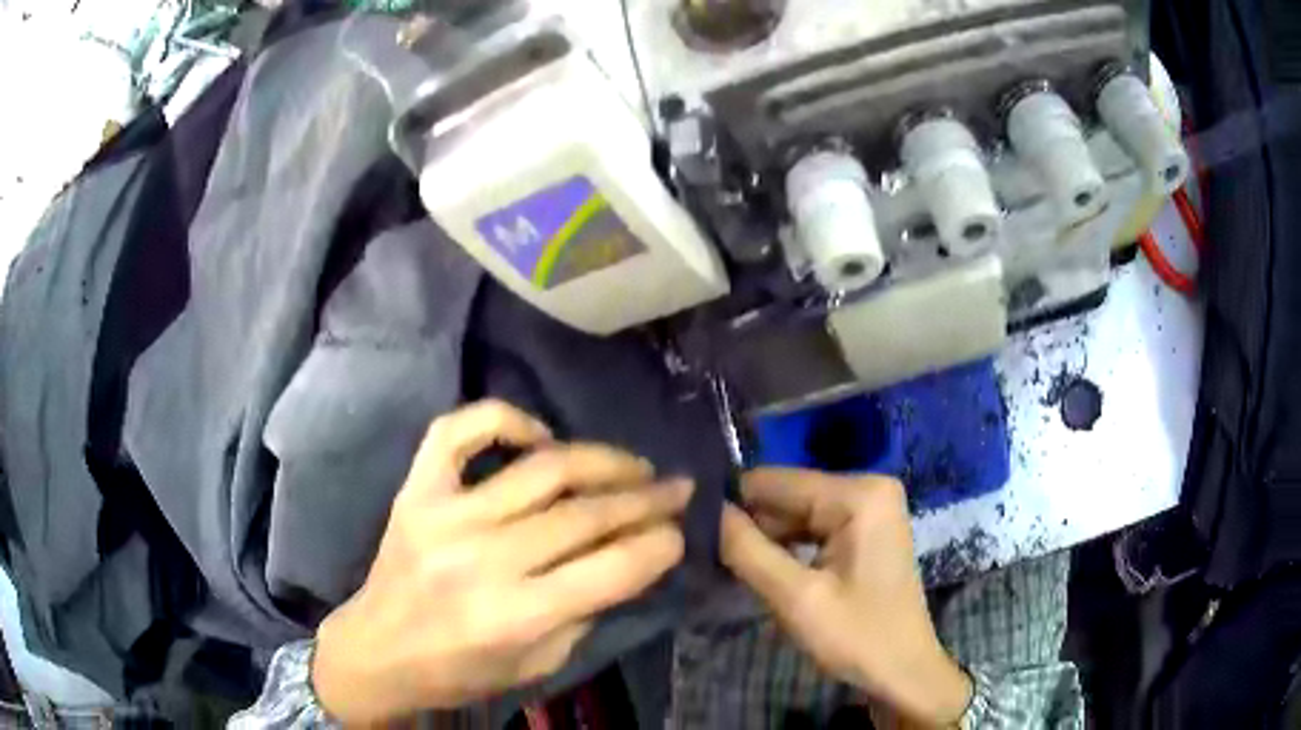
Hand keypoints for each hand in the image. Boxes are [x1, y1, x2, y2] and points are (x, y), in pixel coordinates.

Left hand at [313, 400, 691, 723]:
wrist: (377, 650)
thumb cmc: (460, 671)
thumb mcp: (538, 665)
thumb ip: (584, 611)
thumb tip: (627, 556)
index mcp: (517, 615)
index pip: (612, 568)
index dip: (659, 544)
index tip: (682, 529)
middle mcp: (484, 559)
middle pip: (585, 514)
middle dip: (645, 499)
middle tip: (677, 487)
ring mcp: (445, 515)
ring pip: (541, 468)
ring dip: (600, 460)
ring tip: (633, 464)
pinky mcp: (416, 490)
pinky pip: (458, 430)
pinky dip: (504, 419)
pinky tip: (539, 436)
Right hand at [720, 468, 971, 727]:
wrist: (903, 672)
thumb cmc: (857, 637)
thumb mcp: (796, 598)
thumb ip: (746, 550)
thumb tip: (703, 510)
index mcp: (859, 494)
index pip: (776, 481)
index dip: (730, 503)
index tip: (687, 525)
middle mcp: (867, 488)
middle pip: (788, 496)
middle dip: (748, 524)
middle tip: (701, 551)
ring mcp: (870, 508)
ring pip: (797, 514)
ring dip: (764, 539)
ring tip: (721, 560)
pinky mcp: (865, 530)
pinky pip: (813, 528)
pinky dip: (786, 548)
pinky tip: (758, 566)